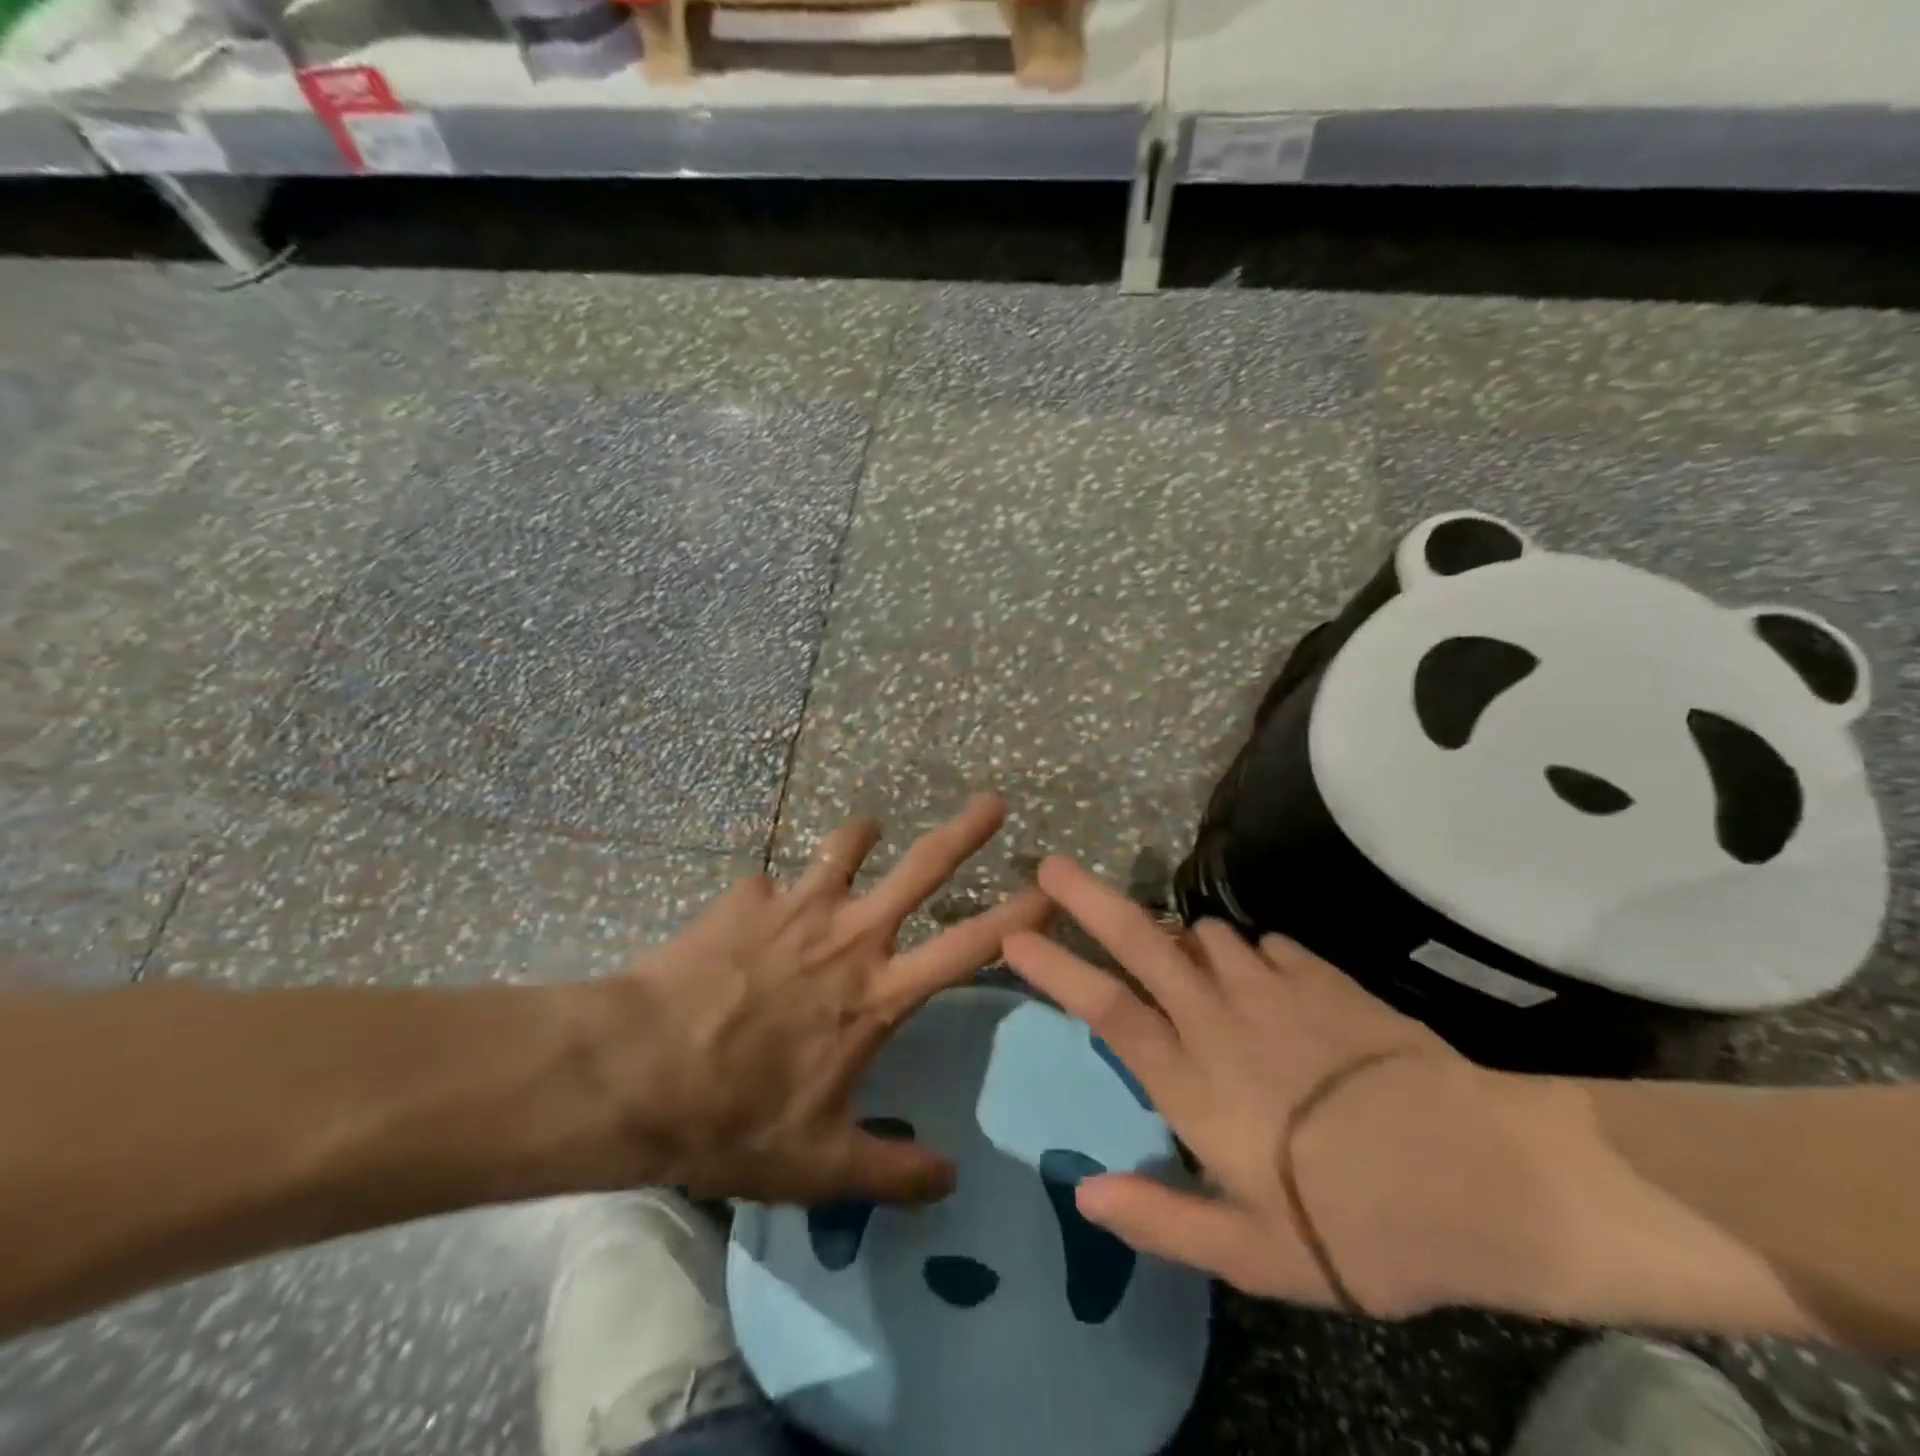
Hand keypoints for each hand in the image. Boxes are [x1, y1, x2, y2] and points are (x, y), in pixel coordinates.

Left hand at [581, 795, 1048, 1207]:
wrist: (634, 1073)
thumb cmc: (733, 1120)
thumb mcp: (818, 1167)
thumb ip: (892, 1173)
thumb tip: (951, 1179)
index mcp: (877, 995)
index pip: (969, 948)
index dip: (1017, 918)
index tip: (1050, 889)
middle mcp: (849, 937)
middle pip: (922, 869)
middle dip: (965, 832)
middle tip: (993, 802)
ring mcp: (796, 907)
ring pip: (846, 848)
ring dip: (862, 836)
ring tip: (867, 830)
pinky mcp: (745, 897)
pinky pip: (769, 885)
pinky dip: (770, 897)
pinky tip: (751, 917)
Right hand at [1004, 856, 1602, 1319]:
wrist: (1480, 1176)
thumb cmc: (1355, 1225)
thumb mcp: (1250, 1252)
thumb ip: (1161, 1218)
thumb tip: (1083, 1192)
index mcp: (1191, 1080)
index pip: (1102, 1007)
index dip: (1053, 967)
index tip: (1014, 935)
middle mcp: (1218, 1018)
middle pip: (1138, 940)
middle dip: (1086, 898)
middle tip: (1049, 866)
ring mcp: (1272, 988)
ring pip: (1202, 935)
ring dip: (1179, 939)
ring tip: (1181, 959)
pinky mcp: (1322, 977)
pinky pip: (1265, 945)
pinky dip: (1250, 954)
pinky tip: (1267, 979)